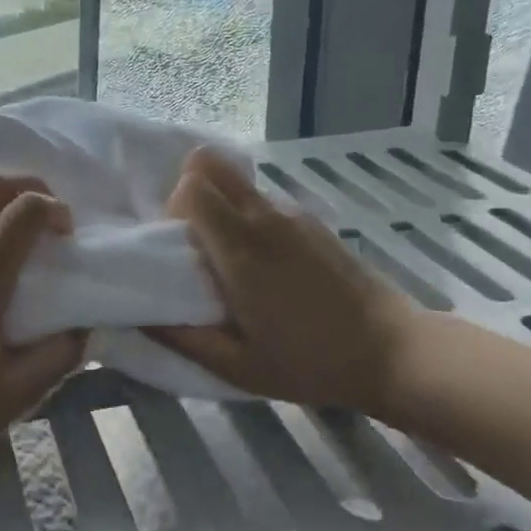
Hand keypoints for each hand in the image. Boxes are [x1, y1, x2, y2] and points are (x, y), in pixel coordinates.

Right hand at [150, 148, 423, 415]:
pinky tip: (266, 263)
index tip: (178, 246)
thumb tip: (137, 318)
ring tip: (230, 255)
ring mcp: (292, 214)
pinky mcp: (312, 220)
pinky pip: (262, 200)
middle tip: (195, 237)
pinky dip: (247, 214)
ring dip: (219, 202)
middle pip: (210, 163)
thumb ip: (183, 339)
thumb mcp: (238, 367)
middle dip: (189, 188)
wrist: (393, 351)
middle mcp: (264, 218)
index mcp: (240, 250)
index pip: (192, 185)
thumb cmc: (311, 362)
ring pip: (236, 180)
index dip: (173, 207)